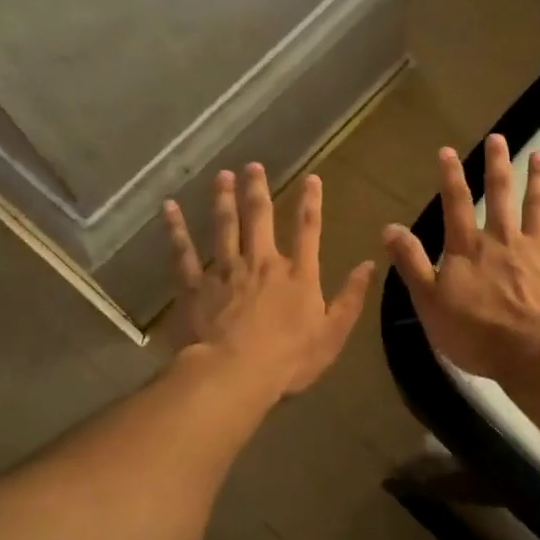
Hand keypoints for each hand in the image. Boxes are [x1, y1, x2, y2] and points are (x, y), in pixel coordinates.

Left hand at [163, 164, 374, 399]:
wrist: (234, 374)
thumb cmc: (289, 360)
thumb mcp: (332, 334)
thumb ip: (350, 298)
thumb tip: (369, 264)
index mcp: (297, 274)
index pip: (307, 229)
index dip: (311, 202)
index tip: (311, 178)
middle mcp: (262, 262)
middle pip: (260, 217)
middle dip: (257, 189)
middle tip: (253, 165)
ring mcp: (226, 271)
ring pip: (224, 226)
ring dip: (223, 199)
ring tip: (221, 176)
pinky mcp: (196, 285)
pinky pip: (184, 252)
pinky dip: (176, 229)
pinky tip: (169, 208)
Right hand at [383, 135, 539, 380]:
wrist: (533, 355)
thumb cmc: (476, 333)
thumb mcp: (430, 302)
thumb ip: (412, 263)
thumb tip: (389, 228)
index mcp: (469, 248)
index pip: (456, 204)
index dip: (450, 176)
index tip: (448, 150)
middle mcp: (503, 239)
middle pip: (500, 195)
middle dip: (497, 165)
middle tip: (499, 138)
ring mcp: (537, 249)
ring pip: (537, 206)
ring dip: (538, 179)